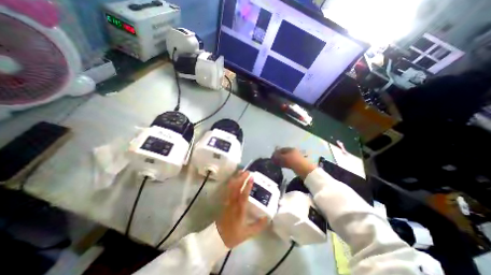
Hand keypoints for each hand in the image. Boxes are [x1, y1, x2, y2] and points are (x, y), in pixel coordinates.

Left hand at [215, 171, 266, 247]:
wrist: (218, 237)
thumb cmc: (234, 234)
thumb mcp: (248, 233)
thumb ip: (259, 225)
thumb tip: (268, 218)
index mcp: (239, 210)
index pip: (243, 196)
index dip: (248, 186)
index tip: (252, 178)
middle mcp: (233, 203)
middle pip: (236, 188)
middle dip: (242, 178)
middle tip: (248, 171)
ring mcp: (227, 201)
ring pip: (231, 187)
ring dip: (236, 178)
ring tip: (241, 171)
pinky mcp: (225, 200)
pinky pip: (228, 189)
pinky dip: (231, 182)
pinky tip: (235, 178)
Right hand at [273, 147, 314, 179]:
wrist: (304, 169)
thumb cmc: (293, 161)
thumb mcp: (283, 158)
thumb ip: (277, 156)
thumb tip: (273, 156)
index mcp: (290, 149)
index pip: (281, 149)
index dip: (276, 152)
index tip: (272, 157)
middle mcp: (293, 152)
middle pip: (284, 154)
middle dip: (278, 157)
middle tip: (274, 161)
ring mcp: (295, 157)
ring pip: (286, 158)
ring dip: (281, 161)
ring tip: (277, 164)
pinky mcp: (297, 163)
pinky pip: (289, 162)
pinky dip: (284, 164)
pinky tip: (282, 166)